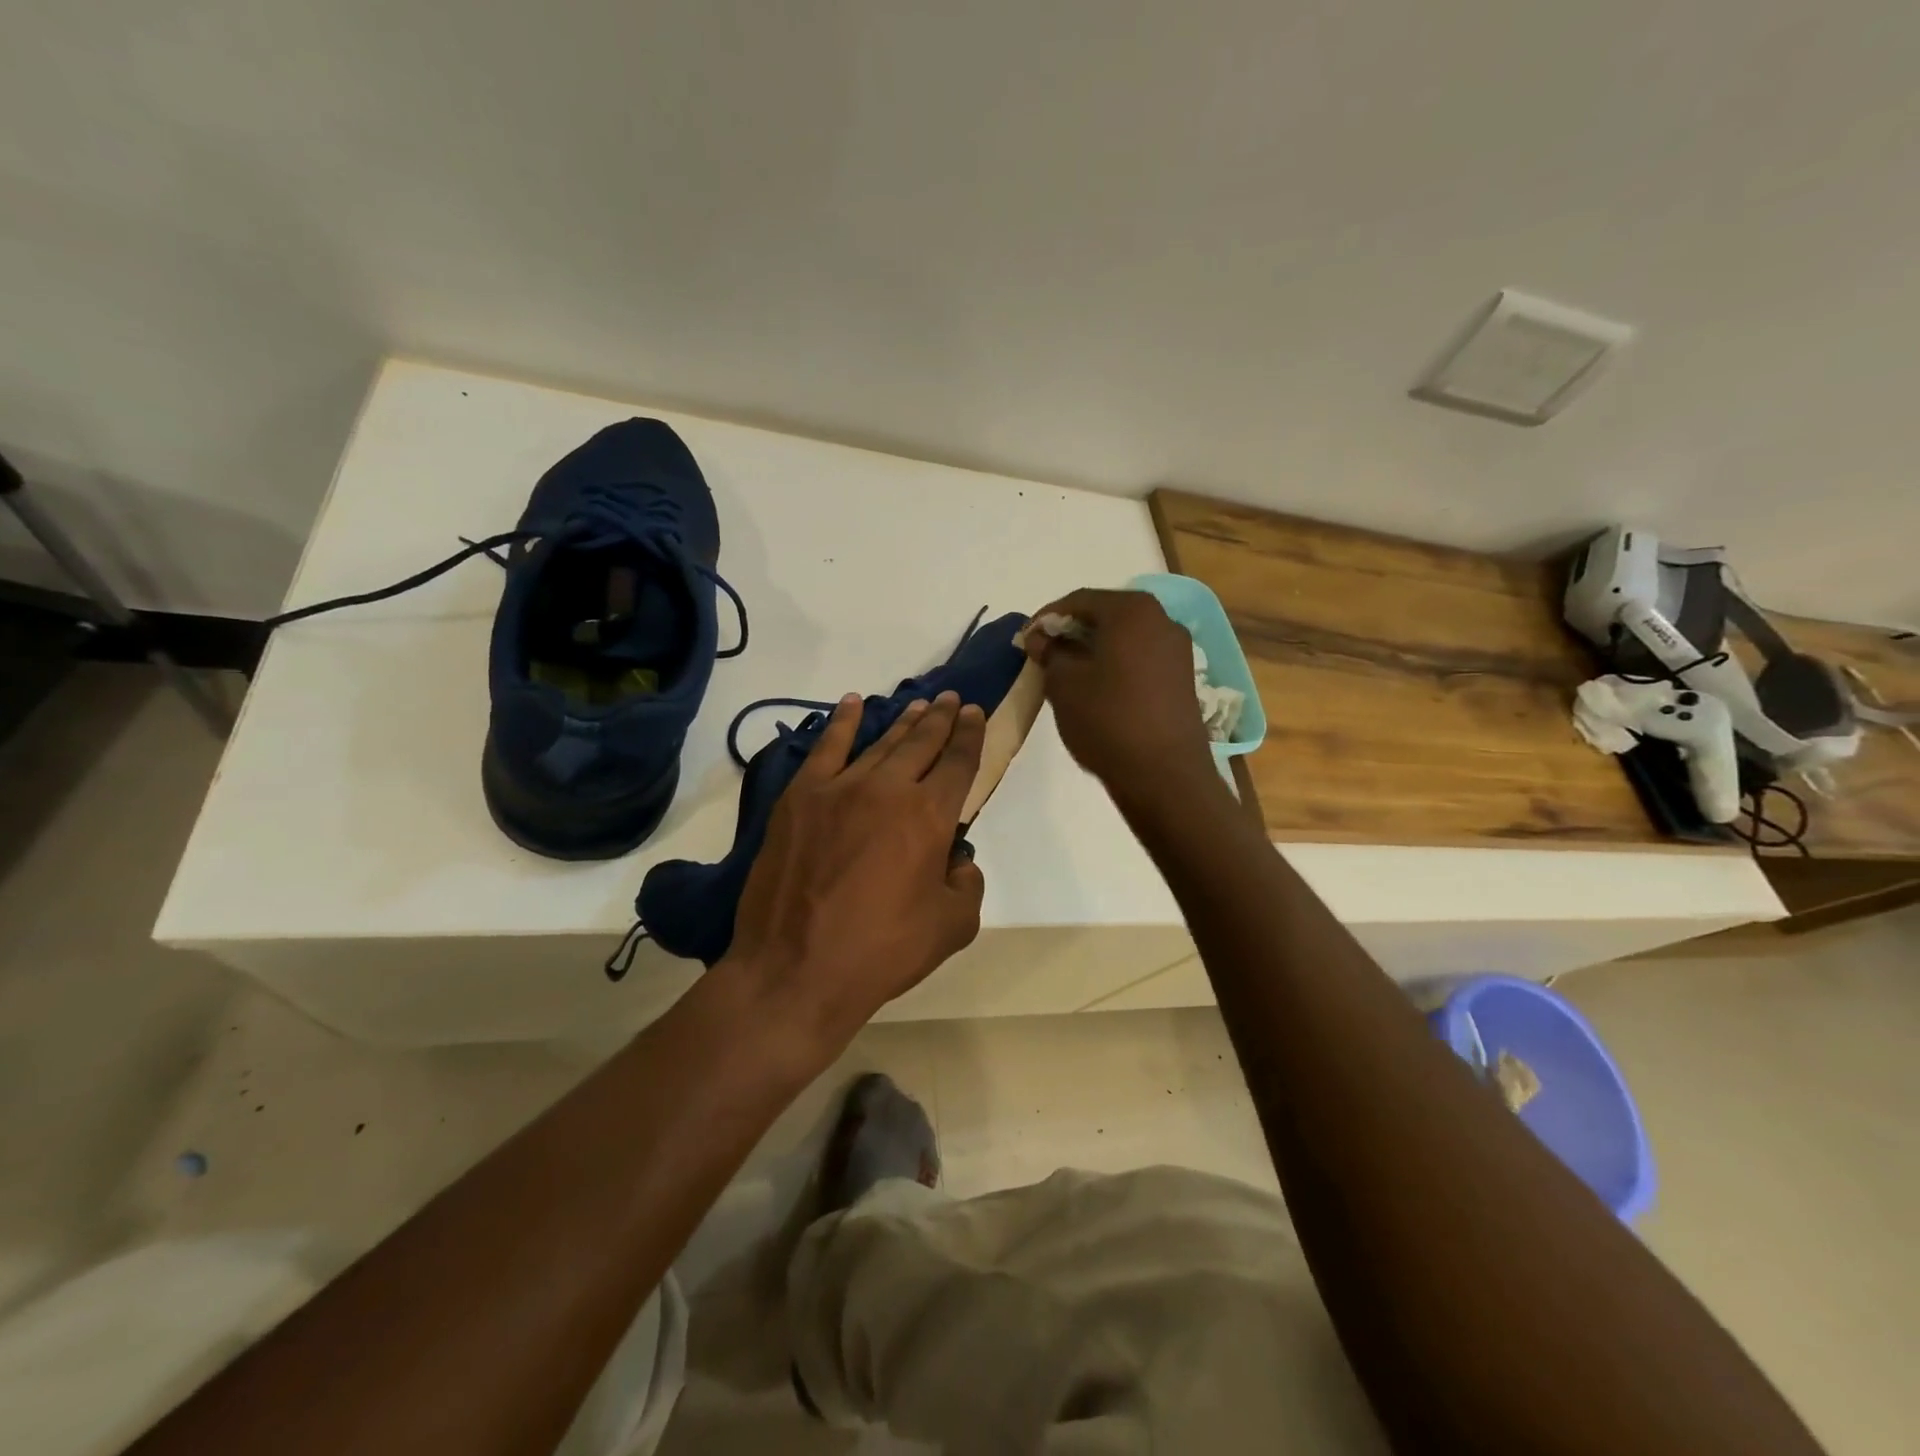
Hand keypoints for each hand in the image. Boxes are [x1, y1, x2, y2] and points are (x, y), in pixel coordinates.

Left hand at [724, 691, 986, 1044]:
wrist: (795, 970)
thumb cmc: (881, 951)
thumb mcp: (951, 928)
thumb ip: (968, 884)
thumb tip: (957, 860)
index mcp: (930, 816)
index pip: (958, 762)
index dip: (970, 735)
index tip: (974, 713)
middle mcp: (888, 789)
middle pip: (922, 743)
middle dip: (941, 719)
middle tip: (950, 700)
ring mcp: (839, 788)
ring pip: (880, 743)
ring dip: (903, 721)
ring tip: (919, 705)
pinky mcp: (800, 797)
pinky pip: (826, 748)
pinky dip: (842, 722)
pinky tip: (853, 703)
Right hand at [1025, 589, 1216, 800]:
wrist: (1164, 775)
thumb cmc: (1108, 720)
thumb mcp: (1064, 684)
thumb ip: (1050, 652)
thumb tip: (1041, 638)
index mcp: (1132, 611)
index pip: (1079, 600)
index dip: (1047, 617)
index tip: (1026, 638)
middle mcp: (1162, 620)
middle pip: (1106, 615)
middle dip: (1072, 631)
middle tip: (1044, 653)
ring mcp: (1178, 649)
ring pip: (1125, 637)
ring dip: (1094, 648)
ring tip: (1067, 672)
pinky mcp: (1183, 677)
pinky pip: (1141, 658)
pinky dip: (1116, 664)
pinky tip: (1097, 687)